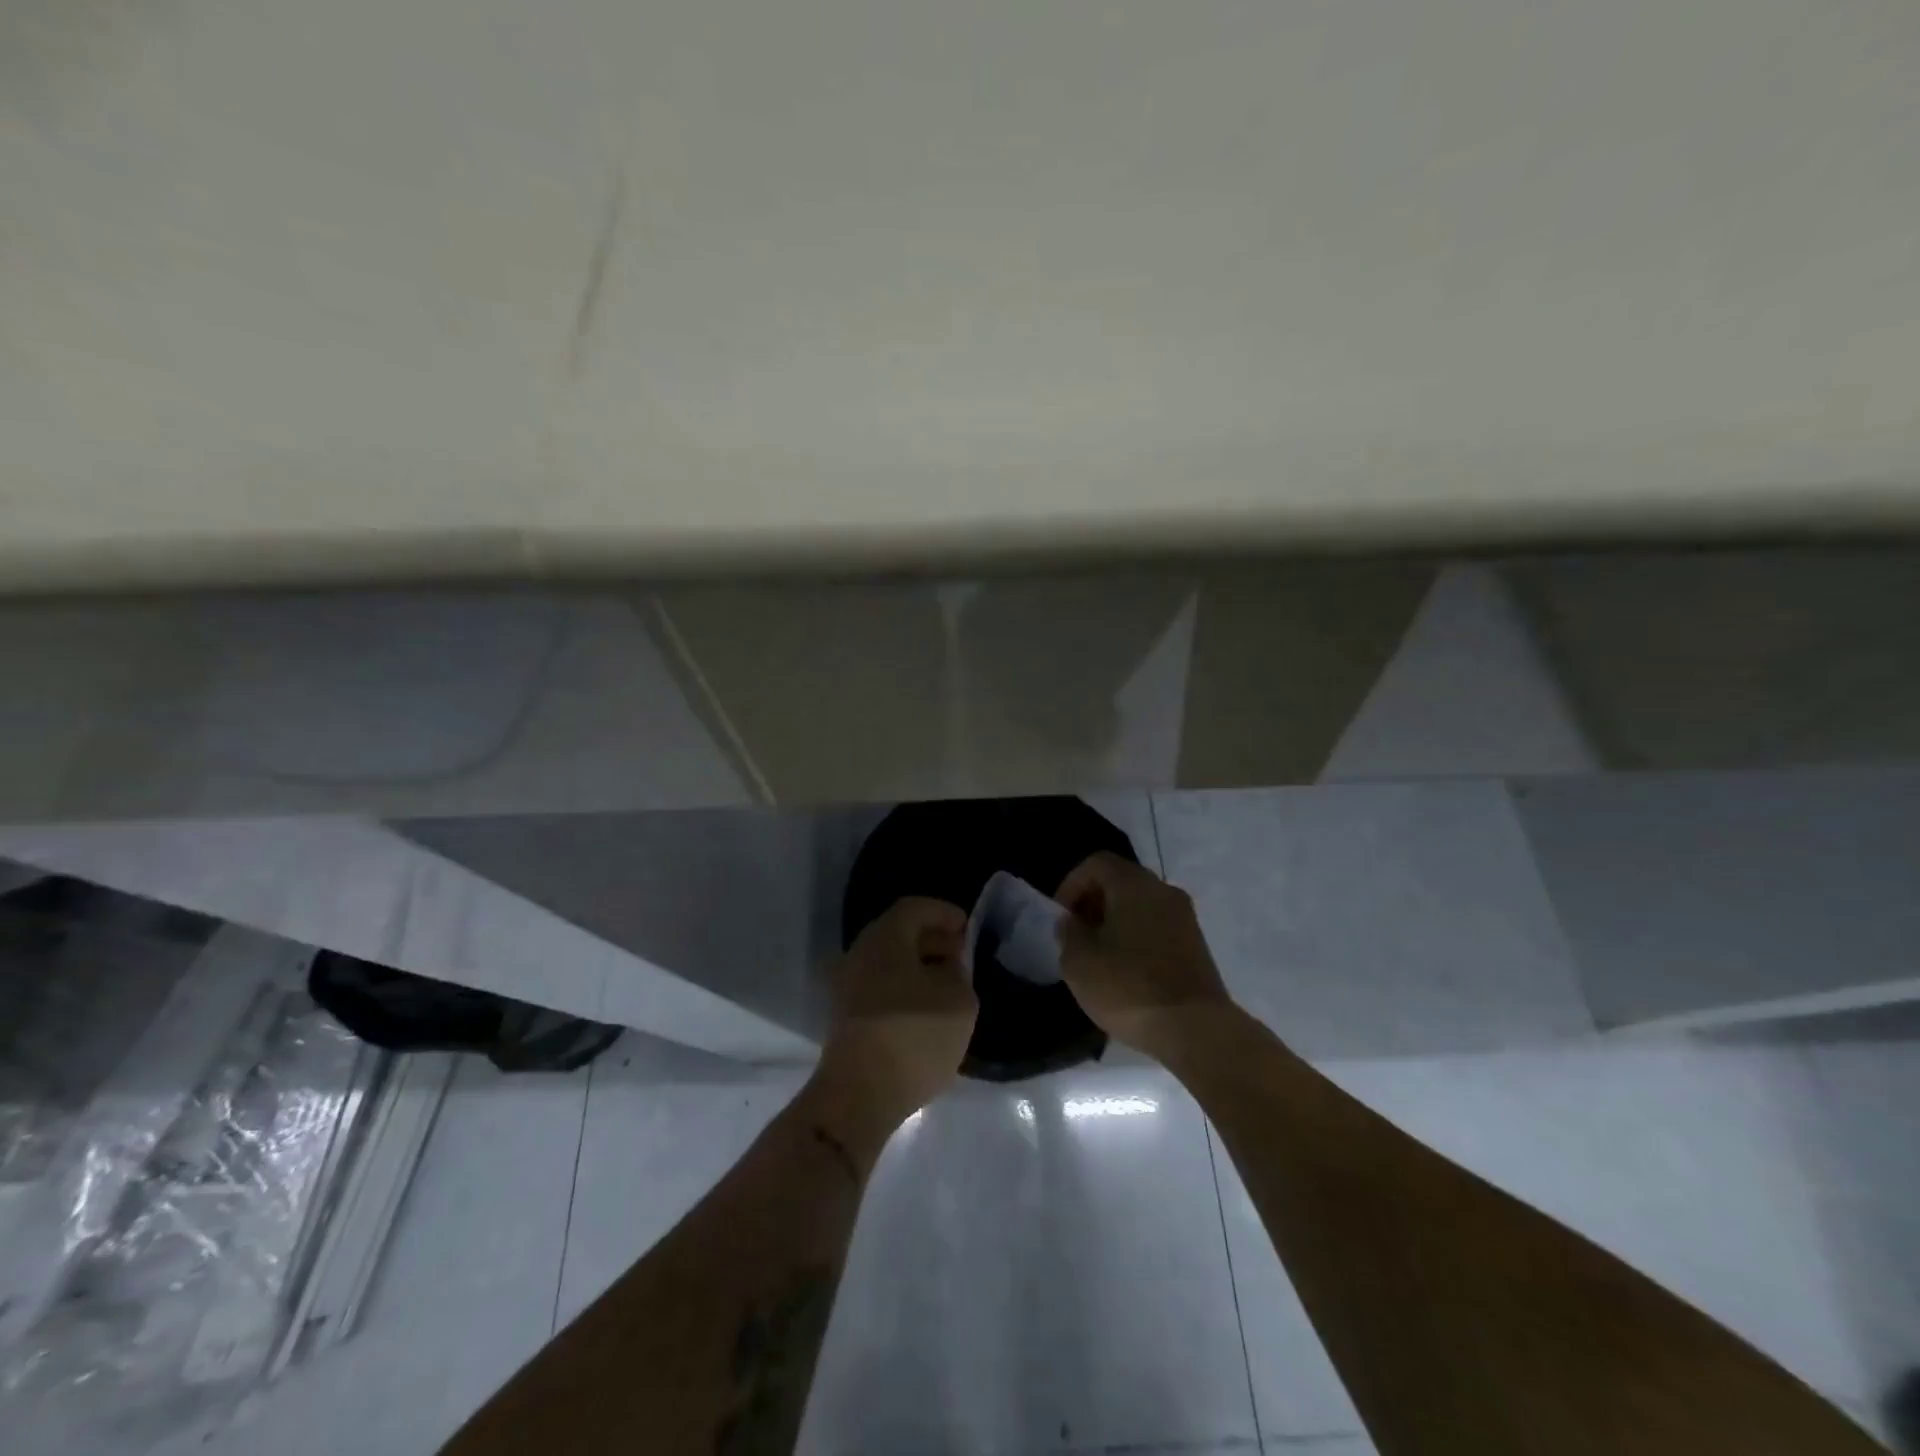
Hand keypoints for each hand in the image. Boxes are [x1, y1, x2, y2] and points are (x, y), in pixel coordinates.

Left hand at [815, 897, 977, 1132]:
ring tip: (949, 986)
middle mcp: (860, 953)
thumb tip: (947, 967)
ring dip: (919, 967)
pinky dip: (905, 989)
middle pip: (900, 933)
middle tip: (962, 957)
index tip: (969, 929)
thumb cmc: (914, 1035)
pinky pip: (881, 987)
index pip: (916, 907)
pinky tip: (927, 1011)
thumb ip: (958, 973)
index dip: (945, 913)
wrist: (859, 1095)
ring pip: (889, 962)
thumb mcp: (959, 999)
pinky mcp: (846, 1017)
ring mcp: (847, 986)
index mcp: (885, 937)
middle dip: (933, 940)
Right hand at [1054, 852, 1233, 1061]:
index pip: (1097, 863)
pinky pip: (1157, 927)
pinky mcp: (1196, 946)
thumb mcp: (1079, 961)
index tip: (1062, 917)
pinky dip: (1137, 938)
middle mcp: (1164, 891)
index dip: (1071, 884)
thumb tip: (1073, 921)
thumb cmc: (1128, 987)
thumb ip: (1069, 933)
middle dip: (1093, 903)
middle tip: (1077, 936)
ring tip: (1099, 957)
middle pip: (1121, 881)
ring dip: (1116, 922)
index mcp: (1134, 884)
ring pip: (1141, 905)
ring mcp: (1185, 918)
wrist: (1195, 1029)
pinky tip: (1126, 972)